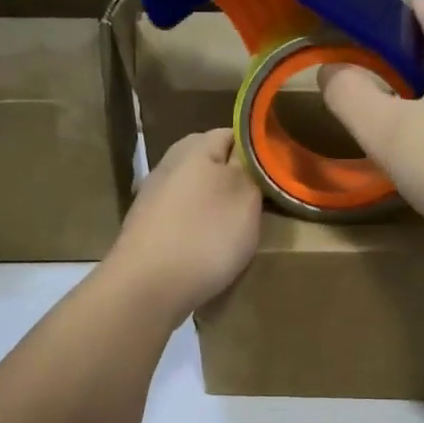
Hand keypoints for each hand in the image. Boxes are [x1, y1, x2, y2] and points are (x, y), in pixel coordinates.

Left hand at [105, 129, 261, 319]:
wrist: (146, 287)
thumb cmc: (204, 236)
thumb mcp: (246, 196)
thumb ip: (253, 168)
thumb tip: (255, 150)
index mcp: (195, 146)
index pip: (237, 134)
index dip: (260, 154)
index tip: (277, 178)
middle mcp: (169, 162)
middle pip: (214, 164)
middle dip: (238, 182)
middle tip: (262, 207)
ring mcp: (153, 196)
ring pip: (197, 192)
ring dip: (217, 207)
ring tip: (237, 232)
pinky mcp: (146, 227)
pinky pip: (182, 218)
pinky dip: (197, 229)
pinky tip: (206, 250)